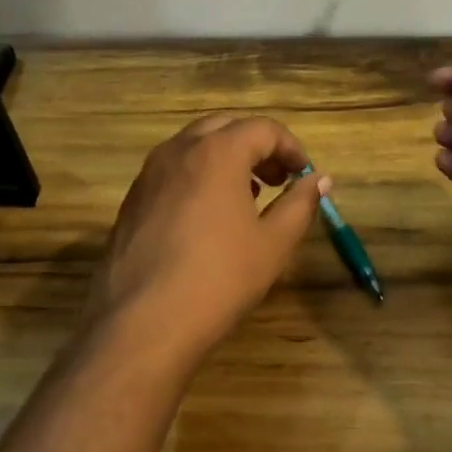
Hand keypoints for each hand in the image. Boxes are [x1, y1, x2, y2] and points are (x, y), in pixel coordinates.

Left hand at [90, 114, 329, 361]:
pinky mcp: (131, 201)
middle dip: (256, 145)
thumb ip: (300, 204)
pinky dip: (198, 176)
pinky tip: (209, 217)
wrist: (142, 324)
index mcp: (217, 152)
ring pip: (193, 146)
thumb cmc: (219, 279)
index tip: (303, 175)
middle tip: (278, 178)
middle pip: (224, 127)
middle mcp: (178, 151)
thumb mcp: (273, 244)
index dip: (290, 147)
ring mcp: (148, 174)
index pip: (262, 128)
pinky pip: (171, 171)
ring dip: (226, 158)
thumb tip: (319, 179)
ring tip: (248, 196)